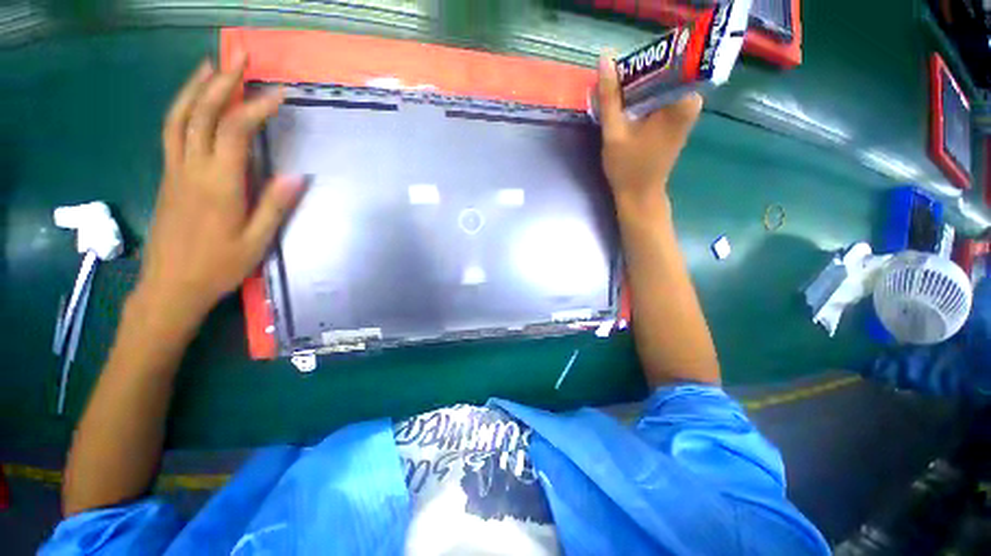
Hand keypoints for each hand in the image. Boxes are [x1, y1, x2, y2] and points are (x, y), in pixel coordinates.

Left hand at [135, 55, 302, 331]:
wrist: (170, 286)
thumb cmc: (218, 267)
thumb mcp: (256, 241)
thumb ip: (274, 205)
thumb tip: (297, 176)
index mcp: (217, 185)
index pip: (234, 132)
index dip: (255, 108)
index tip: (278, 94)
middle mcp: (191, 169)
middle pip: (201, 114)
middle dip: (221, 82)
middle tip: (239, 56)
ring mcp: (174, 171)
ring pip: (179, 118)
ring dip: (195, 88)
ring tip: (211, 66)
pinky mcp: (168, 177)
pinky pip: (172, 132)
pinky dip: (182, 108)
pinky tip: (192, 101)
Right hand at [596, 54, 701, 212]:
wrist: (640, 196)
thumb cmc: (628, 167)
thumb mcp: (614, 132)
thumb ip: (610, 96)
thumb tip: (605, 58)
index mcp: (682, 101)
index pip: (669, 59)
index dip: (642, 61)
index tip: (621, 72)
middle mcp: (691, 101)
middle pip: (665, 71)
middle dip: (638, 75)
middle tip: (615, 86)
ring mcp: (685, 111)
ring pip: (661, 84)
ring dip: (638, 88)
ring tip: (617, 98)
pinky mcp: (677, 120)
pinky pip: (661, 97)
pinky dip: (643, 99)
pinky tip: (627, 109)